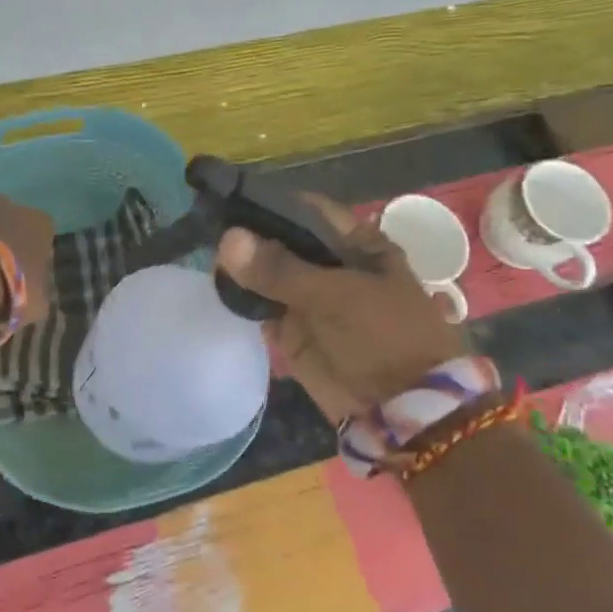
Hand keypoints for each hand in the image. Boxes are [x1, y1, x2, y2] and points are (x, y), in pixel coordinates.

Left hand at [0, 195, 53, 326]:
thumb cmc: (11, 286)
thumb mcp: (37, 303)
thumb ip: (39, 294)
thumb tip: (35, 295)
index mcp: (43, 224)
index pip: (43, 242)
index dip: (34, 264)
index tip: (24, 284)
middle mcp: (15, 208)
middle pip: (14, 231)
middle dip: (7, 251)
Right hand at [217, 194, 465, 421]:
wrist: (402, 409)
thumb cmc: (384, 337)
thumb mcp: (335, 295)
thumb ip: (280, 269)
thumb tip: (227, 239)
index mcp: (357, 245)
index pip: (308, 211)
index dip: (272, 204)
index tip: (232, 202)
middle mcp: (332, 267)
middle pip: (283, 242)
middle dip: (250, 239)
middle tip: (211, 232)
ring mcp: (311, 301)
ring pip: (268, 276)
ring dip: (243, 270)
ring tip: (210, 261)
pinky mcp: (294, 332)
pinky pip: (262, 308)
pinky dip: (242, 300)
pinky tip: (219, 289)